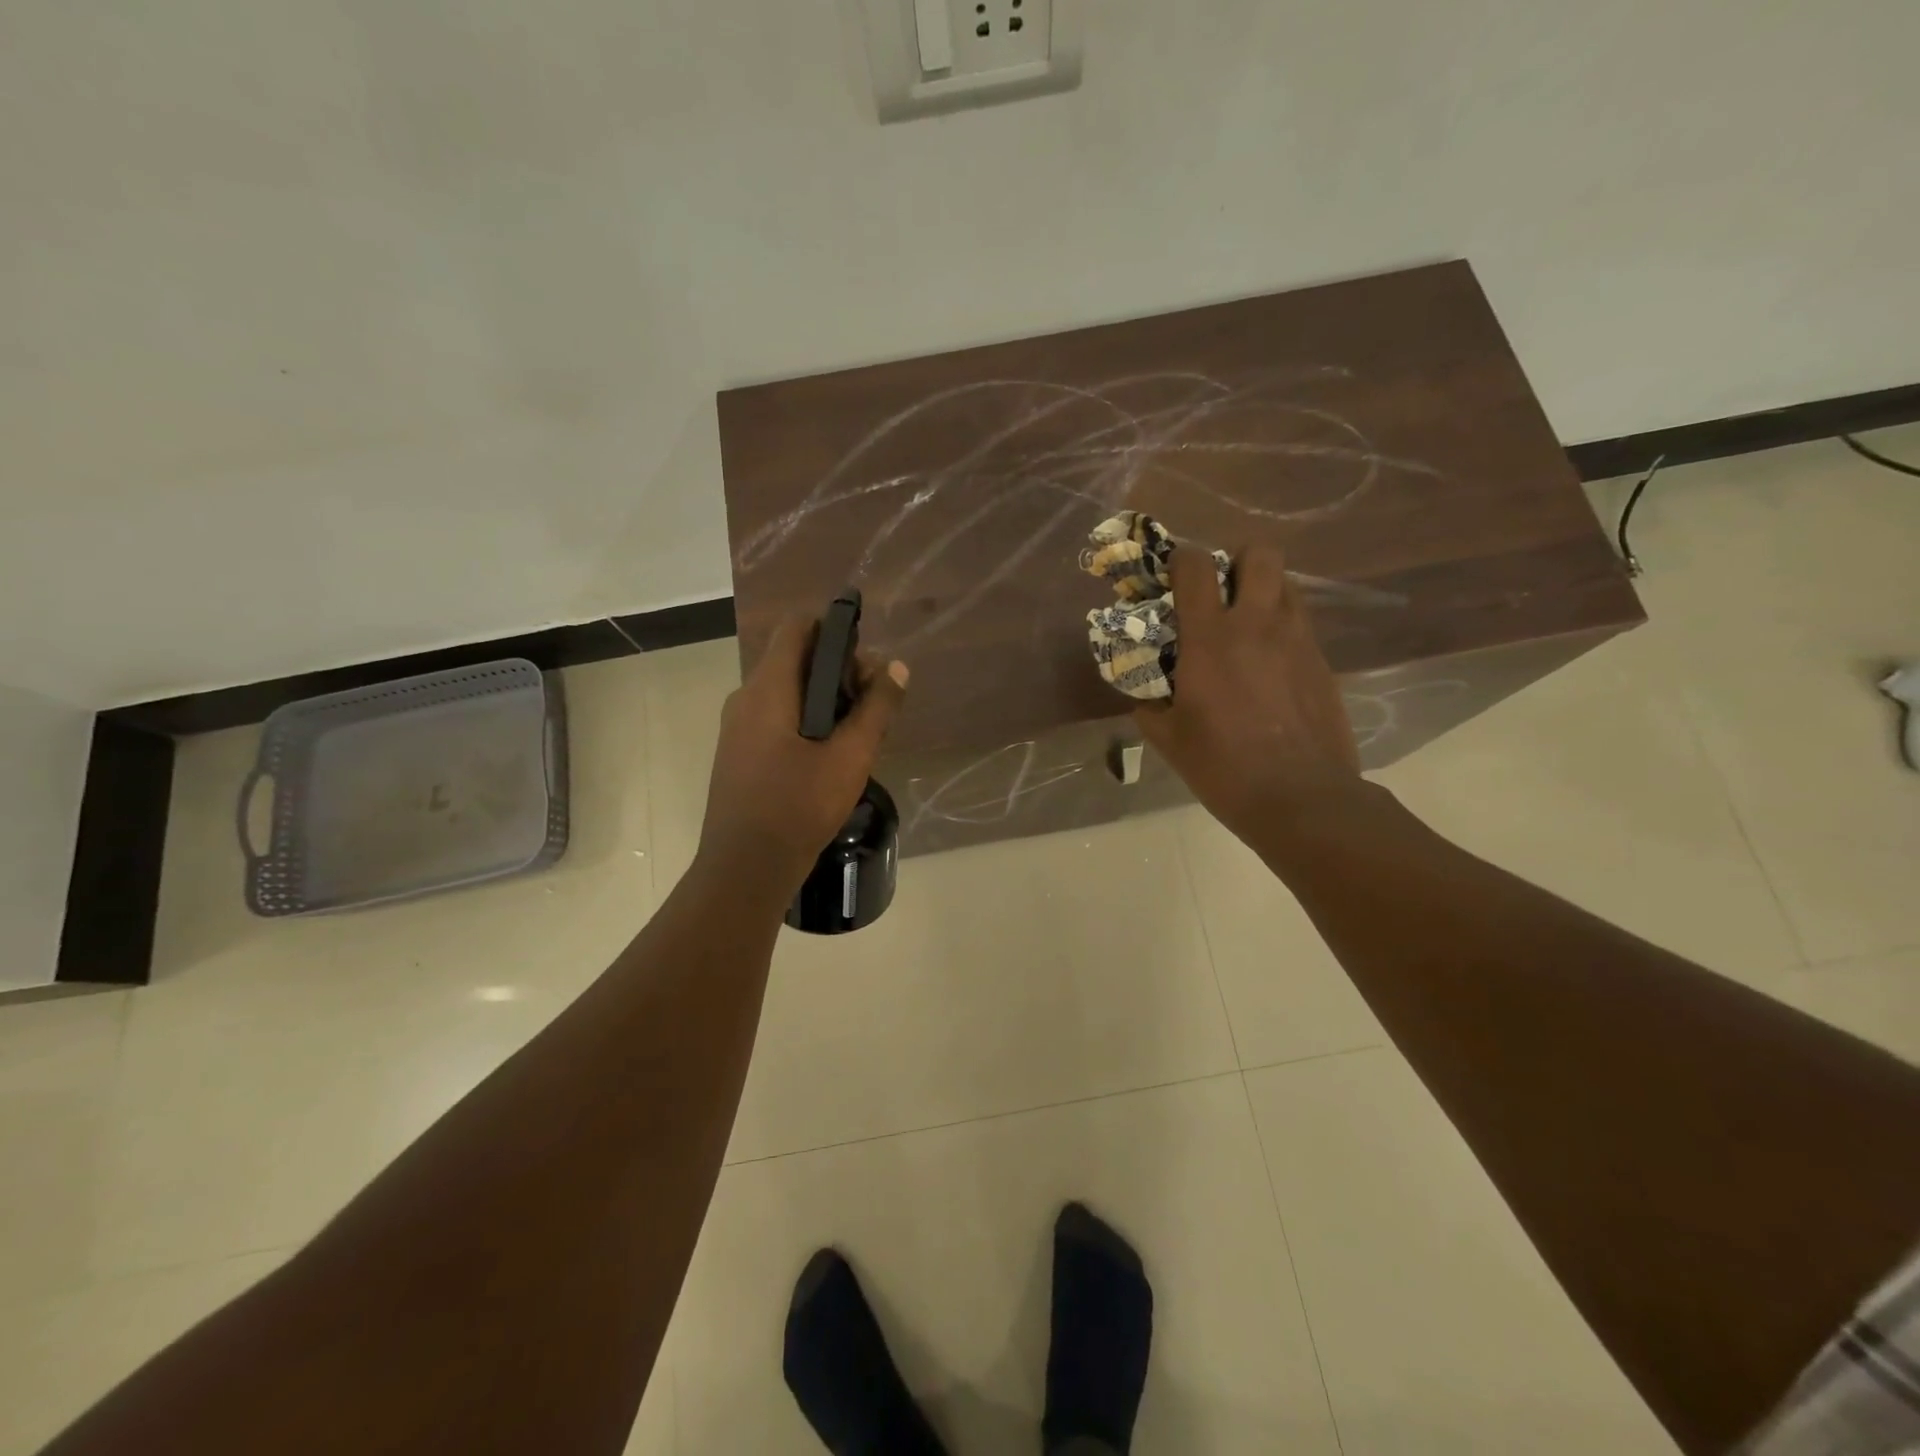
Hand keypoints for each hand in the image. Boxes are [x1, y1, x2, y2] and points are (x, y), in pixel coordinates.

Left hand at [697, 616, 908, 889]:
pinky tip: (831, 753)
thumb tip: (897, 667)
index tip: (866, 658)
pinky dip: (807, 719)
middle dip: (839, 671)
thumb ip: (876, 708)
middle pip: (795, 659)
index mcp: (767, 689)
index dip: (833, 629)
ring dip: (825, 699)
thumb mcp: (850, 756)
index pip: (797, 628)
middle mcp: (746, 698)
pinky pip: (776, 717)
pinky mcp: (739, 753)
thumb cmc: (798, 806)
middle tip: (874, 703)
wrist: (745, 869)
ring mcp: (737, 727)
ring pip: (787, 691)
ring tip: (860, 731)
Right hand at [1134, 543, 1363, 845]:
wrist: (1301, 797)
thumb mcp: (1169, 740)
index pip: (1196, 566)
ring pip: (1287, 583)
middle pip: (1258, 553)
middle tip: (1221, 591)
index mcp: (1211, 638)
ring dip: (1264, 590)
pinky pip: (1301, 623)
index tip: (1171, 578)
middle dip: (1236, 560)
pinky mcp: (1323, 661)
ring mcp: (1297, 639)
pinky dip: (1282, 627)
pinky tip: (1270, 664)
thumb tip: (1144, 695)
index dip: (1181, 560)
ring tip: (1247, 623)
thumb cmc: (1223, 767)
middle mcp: (1257, 624)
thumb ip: (1150, 706)